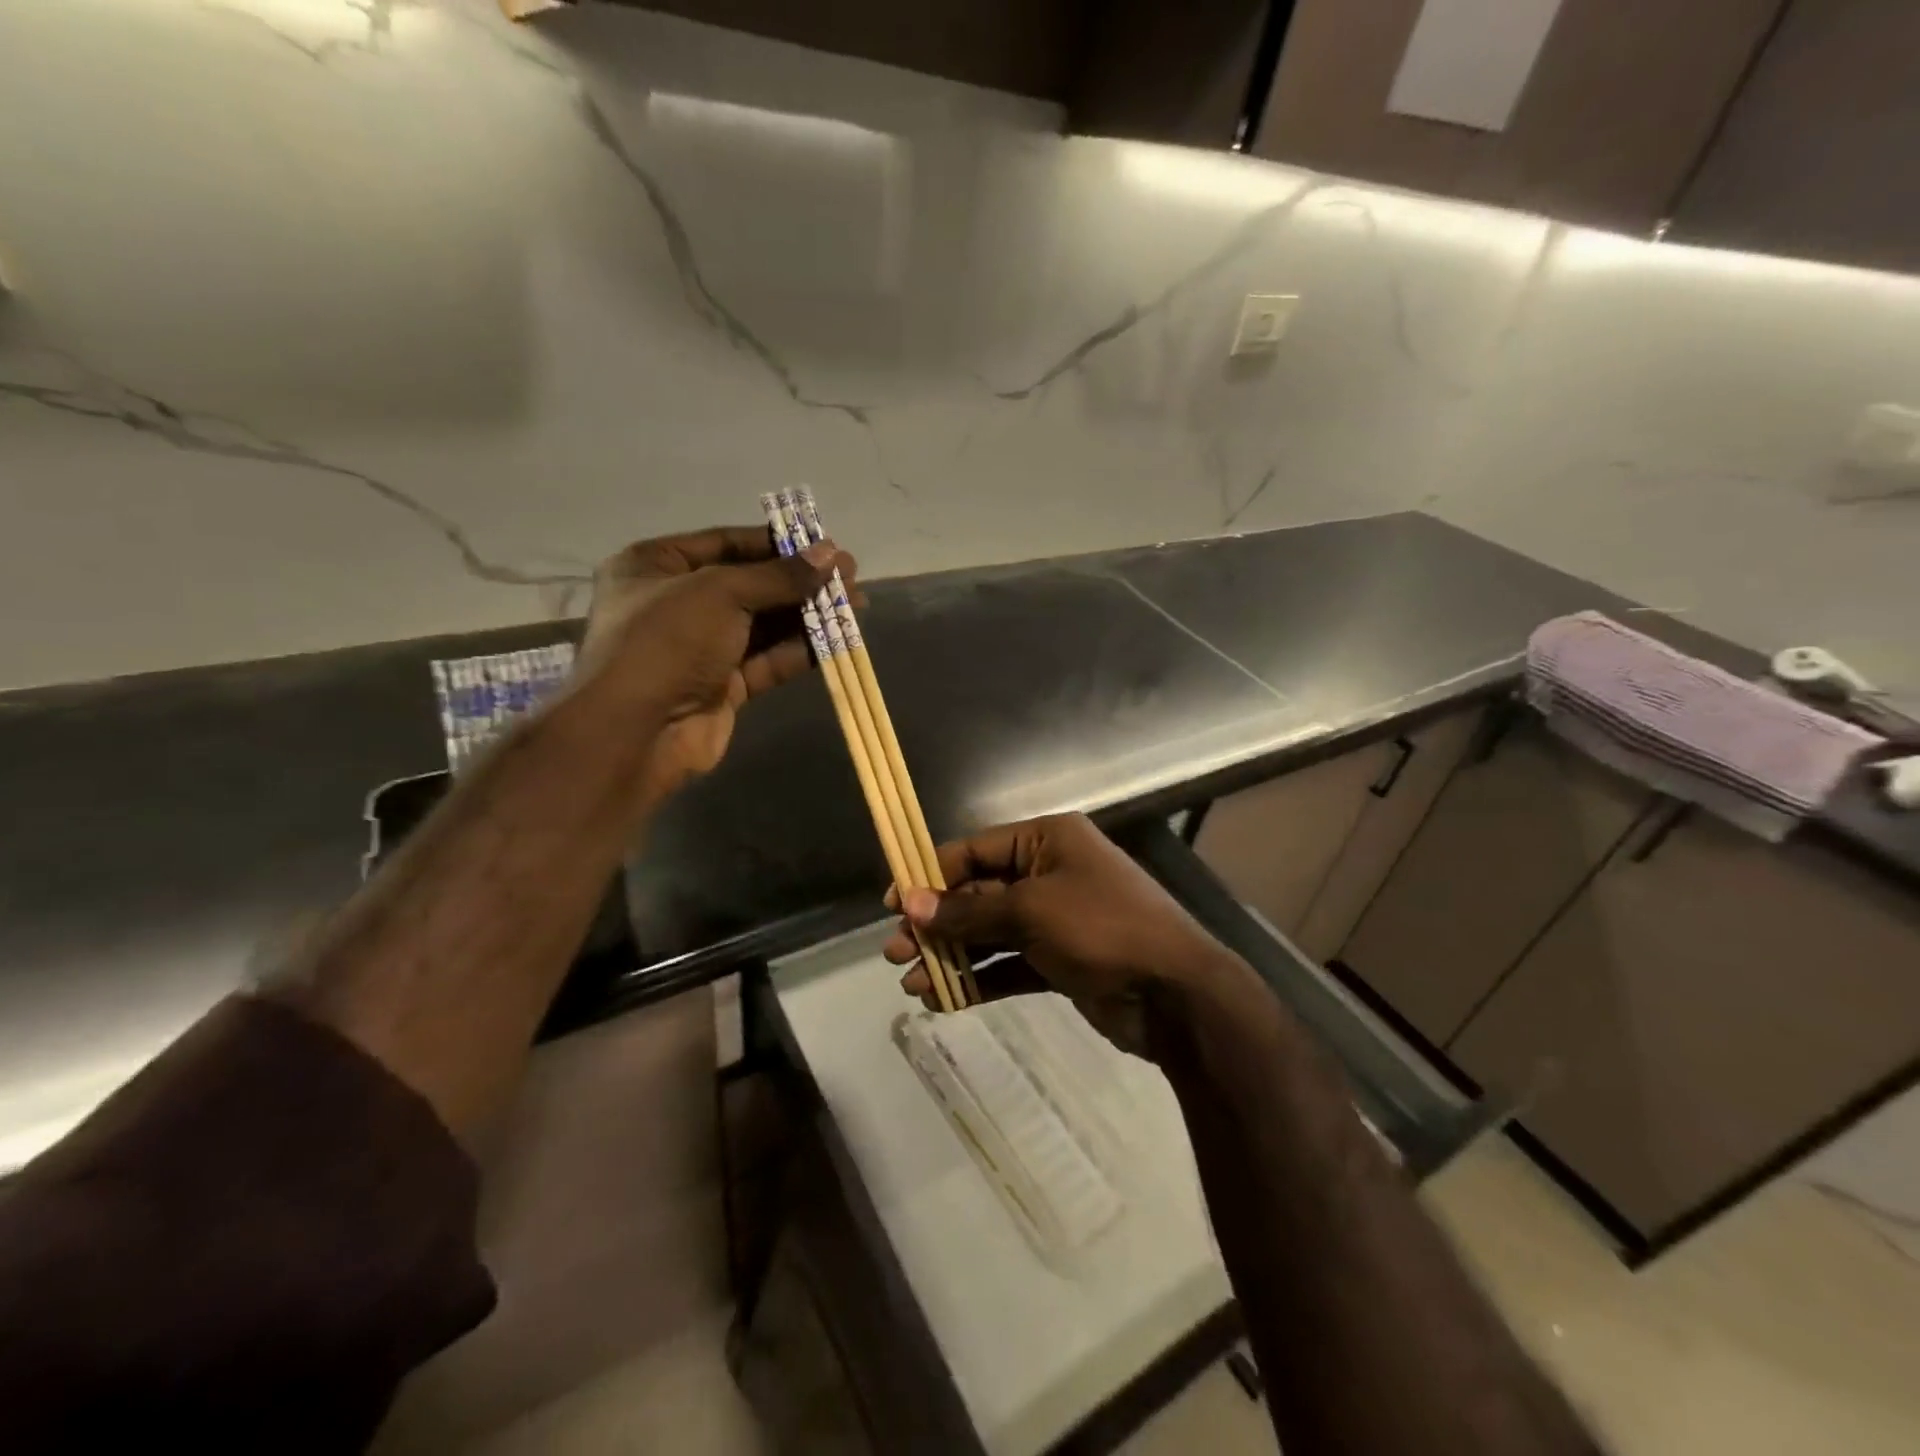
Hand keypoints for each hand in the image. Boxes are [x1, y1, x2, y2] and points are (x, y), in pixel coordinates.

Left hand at [576, 525, 850, 806]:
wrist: (636, 732)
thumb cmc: (666, 641)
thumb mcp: (721, 592)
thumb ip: (779, 575)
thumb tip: (832, 554)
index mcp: (655, 566)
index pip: (726, 543)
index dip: (776, 543)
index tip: (823, 544)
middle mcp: (677, 604)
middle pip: (750, 585)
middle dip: (800, 580)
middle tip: (850, 574)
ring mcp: (701, 649)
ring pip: (764, 625)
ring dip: (808, 614)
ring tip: (856, 603)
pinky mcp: (723, 687)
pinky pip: (767, 660)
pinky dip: (800, 650)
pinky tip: (838, 639)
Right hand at [883, 813, 1241, 1058]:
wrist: (1176, 995)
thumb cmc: (1102, 929)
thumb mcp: (1031, 911)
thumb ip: (968, 910)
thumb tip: (910, 903)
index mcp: (1047, 841)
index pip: (975, 850)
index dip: (931, 875)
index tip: (894, 904)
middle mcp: (1049, 872)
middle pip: (978, 893)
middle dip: (937, 923)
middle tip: (896, 951)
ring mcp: (1055, 919)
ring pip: (990, 932)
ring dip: (952, 956)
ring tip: (910, 982)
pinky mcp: (1060, 960)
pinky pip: (1009, 963)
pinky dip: (979, 979)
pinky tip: (944, 1000)